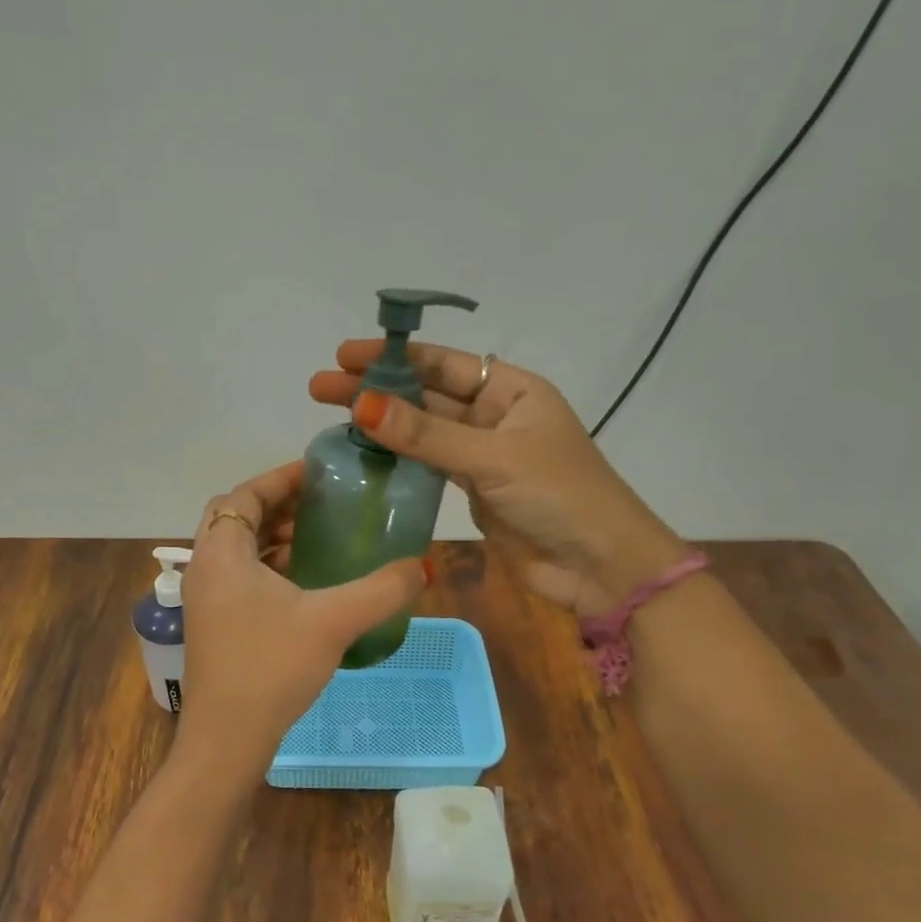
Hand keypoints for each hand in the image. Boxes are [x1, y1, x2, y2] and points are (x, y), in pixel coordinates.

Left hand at [176, 462, 427, 778]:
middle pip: (237, 518)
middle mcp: (205, 568)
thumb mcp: (333, 621)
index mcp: (221, 553)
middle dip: (278, 505)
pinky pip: (239, 577)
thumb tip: (423, 566)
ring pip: (237, 550)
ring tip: (318, 537)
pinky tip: (304, 583)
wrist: (227, 740)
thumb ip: (381, 590)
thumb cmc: (271, 667)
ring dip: (273, 537)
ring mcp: (205, 600)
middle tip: (322, 503)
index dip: (280, 478)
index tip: (318, 473)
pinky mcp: (213, 625)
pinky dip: (268, 567)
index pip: (243, 495)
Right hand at [309, 343, 686, 616]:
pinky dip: (399, 458)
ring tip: (332, 418)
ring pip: (424, 431)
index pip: (443, 363)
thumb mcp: (492, 458)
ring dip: (383, 424)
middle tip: (321, 387)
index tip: (344, 356)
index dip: (393, 358)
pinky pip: (428, 465)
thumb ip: (425, 435)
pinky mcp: (473, 490)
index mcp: (512, 390)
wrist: (599, 566)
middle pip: (426, 395)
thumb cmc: (559, 496)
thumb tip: (361, 406)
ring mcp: (482, 454)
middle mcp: (495, 415)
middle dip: (376, 391)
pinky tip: (364, 453)